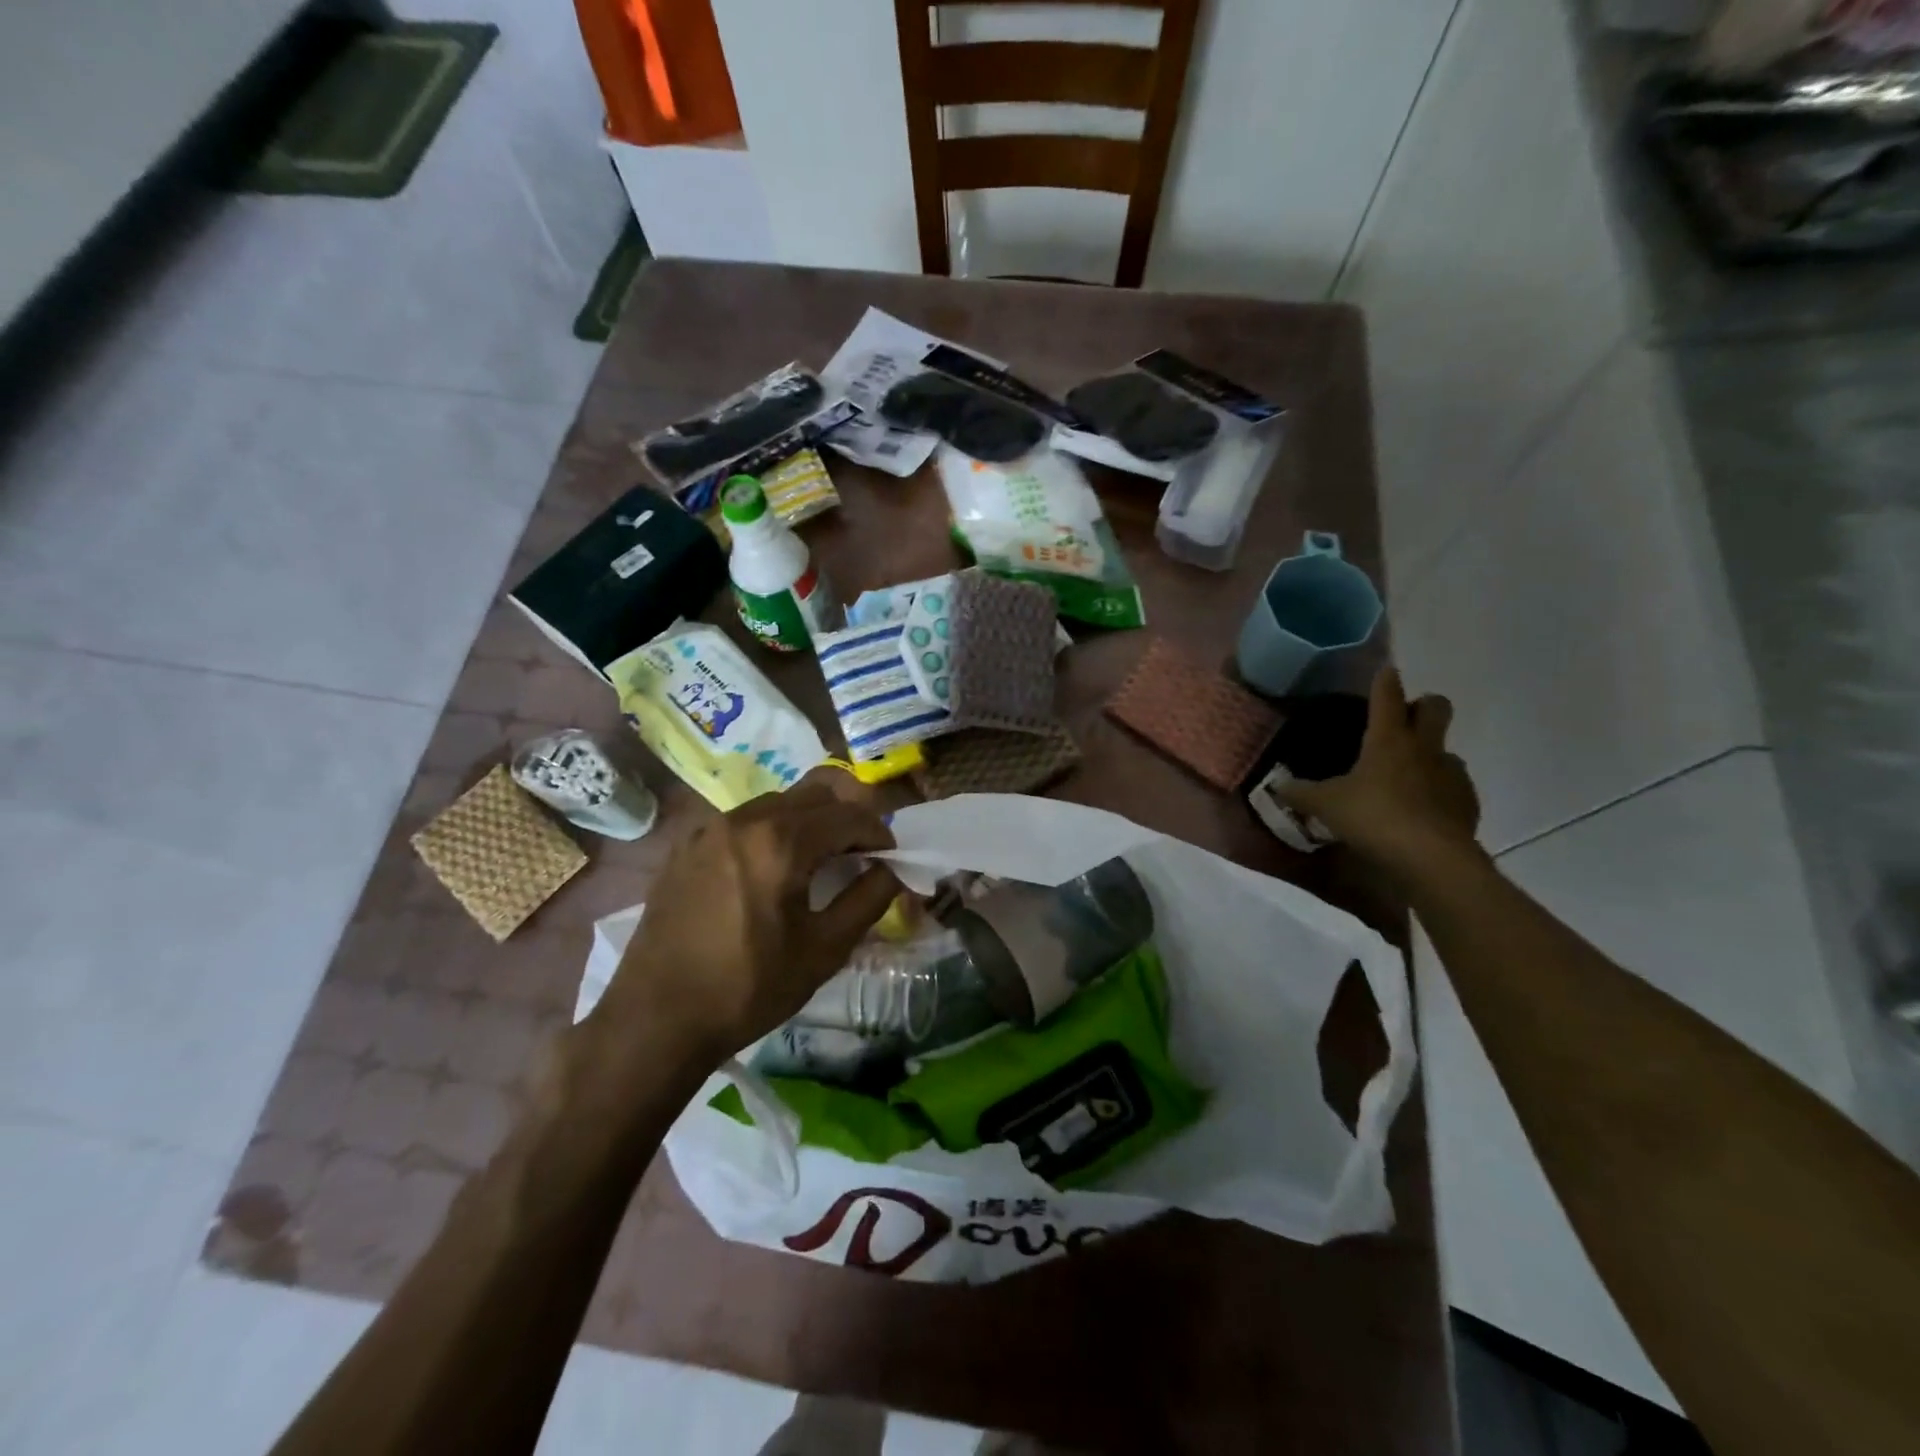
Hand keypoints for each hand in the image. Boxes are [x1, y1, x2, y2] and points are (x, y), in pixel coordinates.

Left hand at [592, 769, 901, 1067]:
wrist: (657, 1019)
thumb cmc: (749, 988)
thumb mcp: (824, 950)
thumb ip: (868, 899)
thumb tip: (892, 870)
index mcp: (781, 841)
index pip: (849, 815)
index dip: (878, 833)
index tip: (890, 859)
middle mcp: (744, 819)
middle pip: (815, 793)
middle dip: (847, 817)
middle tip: (860, 854)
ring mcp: (709, 828)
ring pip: (778, 802)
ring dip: (809, 821)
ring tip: (818, 862)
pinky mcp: (686, 846)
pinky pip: (744, 821)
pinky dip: (772, 831)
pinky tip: (771, 871)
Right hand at [1278, 666, 1482, 878]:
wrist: (1431, 859)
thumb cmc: (1373, 818)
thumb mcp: (1325, 806)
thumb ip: (1300, 792)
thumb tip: (1276, 785)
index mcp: (1388, 738)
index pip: (1388, 695)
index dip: (1384, 680)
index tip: (1384, 670)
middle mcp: (1424, 747)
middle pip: (1436, 708)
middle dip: (1424, 705)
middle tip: (1403, 719)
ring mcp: (1451, 773)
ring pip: (1446, 748)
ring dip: (1430, 753)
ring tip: (1407, 775)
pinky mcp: (1467, 802)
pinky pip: (1453, 785)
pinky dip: (1439, 790)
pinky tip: (1422, 810)